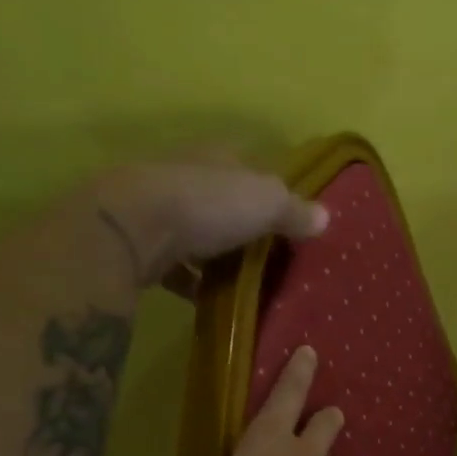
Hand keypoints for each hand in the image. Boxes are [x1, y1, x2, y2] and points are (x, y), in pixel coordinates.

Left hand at [92, 159, 326, 286]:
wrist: (130, 226)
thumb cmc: (207, 204)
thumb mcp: (265, 202)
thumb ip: (294, 210)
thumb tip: (326, 217)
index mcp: (216, 157)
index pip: (248, 166)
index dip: (268, 189)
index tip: (286, 216)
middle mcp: (184, 175)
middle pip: (219, 198)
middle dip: (238, 223)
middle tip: (265, 253)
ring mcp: (156, 208)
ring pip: (192, 230)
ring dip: (210, 252)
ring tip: (237, 280)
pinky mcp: (137, 244)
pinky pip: (170, 264)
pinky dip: (186, 280)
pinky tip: (200, 298)